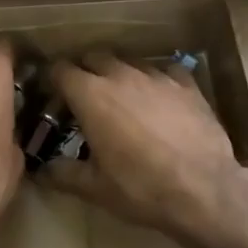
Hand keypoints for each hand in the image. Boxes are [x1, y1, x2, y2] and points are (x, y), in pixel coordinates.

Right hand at [39, 55, 247, 245]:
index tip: (53, 95)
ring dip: (120, 75)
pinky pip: (165, 71)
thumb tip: (42, 171)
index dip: (53, 80)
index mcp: (91, 96)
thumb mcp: (95, 188)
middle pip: (94, 57)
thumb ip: (63, 174)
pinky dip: (157, 81)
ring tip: (124, 98)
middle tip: (86, 98)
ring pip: (130, 62)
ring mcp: (157, 76)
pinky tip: (161, 99)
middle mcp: (121, 76)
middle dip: (86, 72)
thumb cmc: (141, 188)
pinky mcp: (187, 85)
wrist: (204, 190)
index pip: (61, 70)